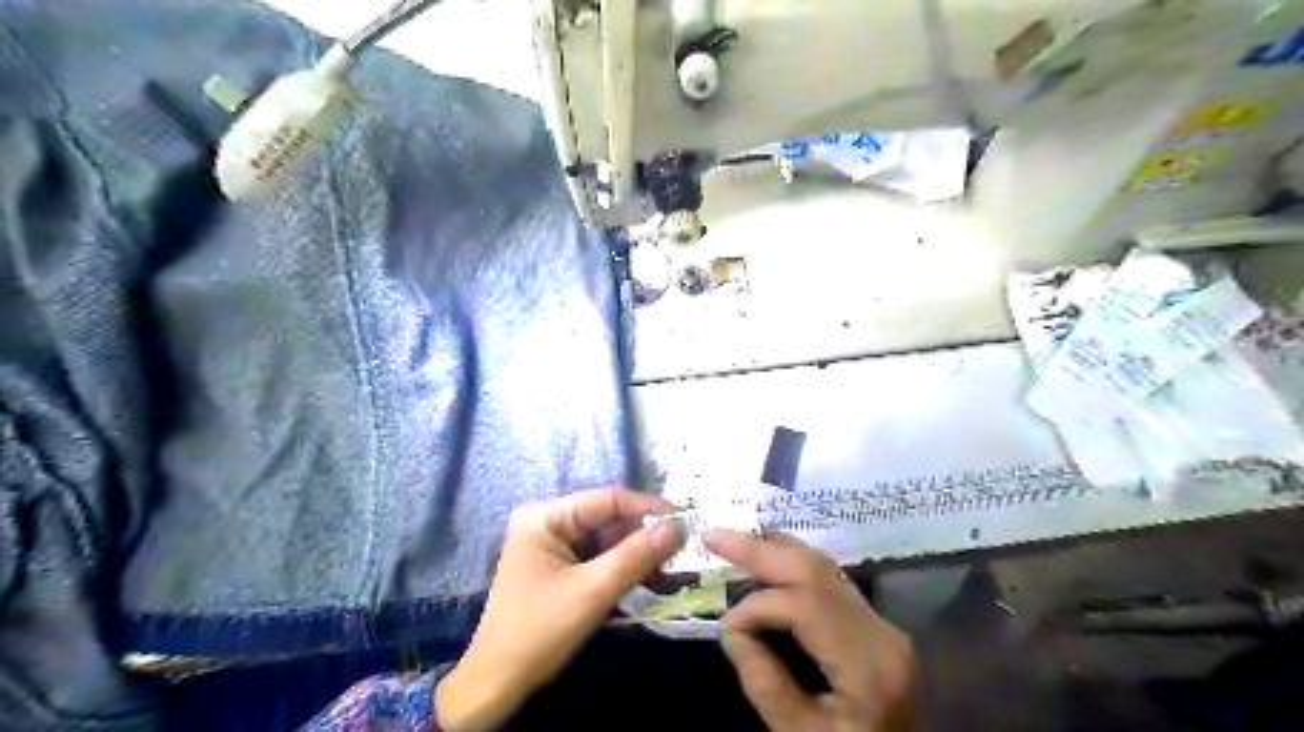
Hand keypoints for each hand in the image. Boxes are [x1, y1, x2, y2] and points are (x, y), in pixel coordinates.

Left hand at [434, 485, 682, 731]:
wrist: (497, 685)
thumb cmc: (539, 632)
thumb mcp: (592, 592)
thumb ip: (636, 556)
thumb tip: (678, 527)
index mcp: (545, 516)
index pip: (607, 500)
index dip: (647, 508)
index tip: (685, 520)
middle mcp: (548, 521)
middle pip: (608, 519)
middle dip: (643, 537)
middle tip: (681, 553)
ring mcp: (552, 544)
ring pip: (607, 539)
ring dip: (636, 556)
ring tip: (669, 572)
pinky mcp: (558, 565)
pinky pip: (598, 557)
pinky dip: (622, 569)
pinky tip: (647, 582)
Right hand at [710, 533, 907, 731]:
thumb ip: (764, 683)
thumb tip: (731, 628)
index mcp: (868, 664)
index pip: (805, 604)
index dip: (757, 605)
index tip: (726, 626)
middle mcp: (881, 631)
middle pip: (816, 570)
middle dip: (760, 550)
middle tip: (714, 537)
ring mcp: (881, 624)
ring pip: (824, 567)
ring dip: (775, 550)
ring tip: (734, 541)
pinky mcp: (874, 624)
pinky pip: (828, 581)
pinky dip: (791, 565)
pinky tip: (766, 560)